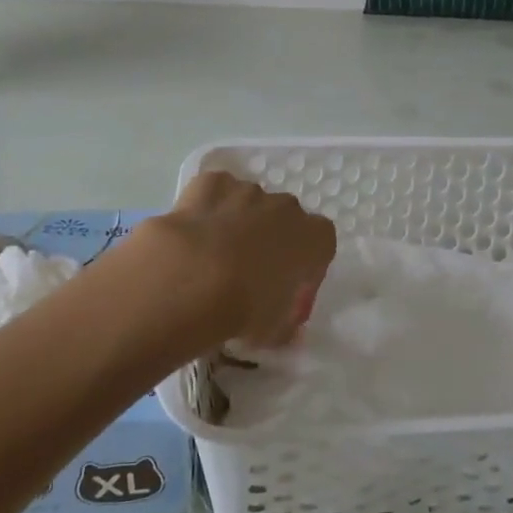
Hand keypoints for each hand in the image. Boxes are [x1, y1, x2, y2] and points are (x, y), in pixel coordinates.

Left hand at [136, 171, 336, 350]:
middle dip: (271, 241)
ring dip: (239, 223)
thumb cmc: (246, 308)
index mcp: (314, 238)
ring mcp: (248, 190)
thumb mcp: (275, 330)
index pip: (321, 245)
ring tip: (214, 257)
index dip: (306, 267)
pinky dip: (208, 207)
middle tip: (249, 275)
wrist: (191, 281)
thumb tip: (283, 327)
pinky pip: (216, 192)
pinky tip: (194, 232)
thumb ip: (285, 323)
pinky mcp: (211, 183)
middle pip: (284, 220)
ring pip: (250, 204)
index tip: (289, 291)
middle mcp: (286, 207)